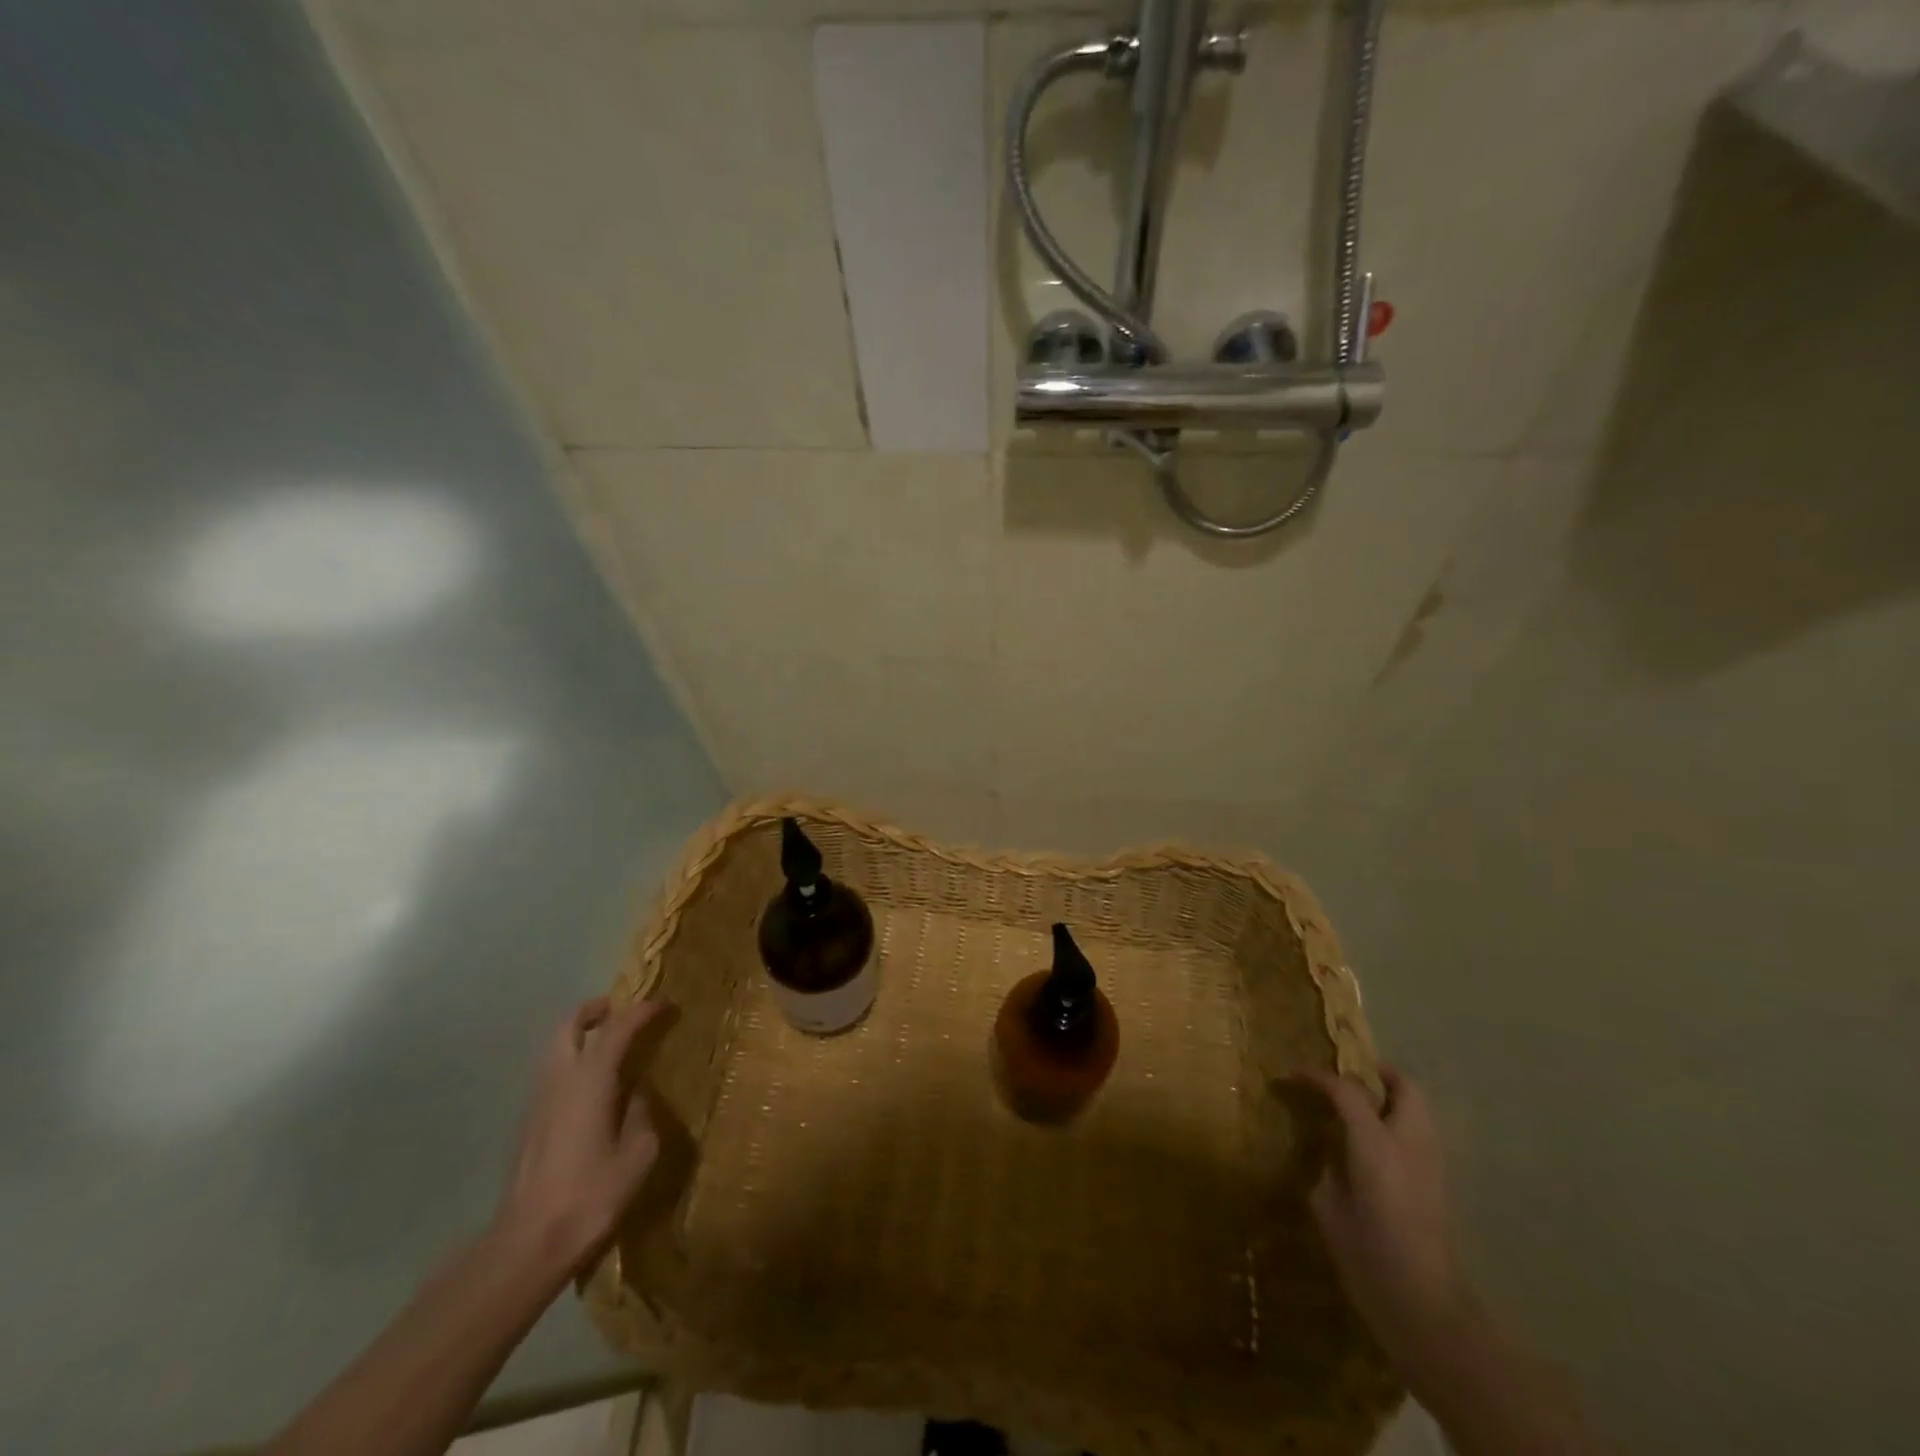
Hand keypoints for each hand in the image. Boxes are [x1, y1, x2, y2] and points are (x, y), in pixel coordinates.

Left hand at [492, 996, 666, 1277]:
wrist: (528, 1244)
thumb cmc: (590, 1195)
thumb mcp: (638, 1154)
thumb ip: (642, 1115)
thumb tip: (638, 1097)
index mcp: (590, 1080)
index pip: (618, 1028)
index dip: (643, 1011)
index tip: (665, 1004)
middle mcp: (560, 1080)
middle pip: (569, 1025)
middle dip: (596, 1010)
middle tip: (623, 1010)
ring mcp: (539, 1101)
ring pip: (556, 1048)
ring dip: (581, 1035)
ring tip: (611, 1044)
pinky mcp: (530, 1124)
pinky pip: (553, 1074)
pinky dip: (574, 1062)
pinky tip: (594, 1086)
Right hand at [1300, 1066, 1478, 1378]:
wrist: (1424, 1308)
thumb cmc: (1366, 1256)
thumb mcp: (1328, 1205)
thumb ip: (1327, 1164)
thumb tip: (1327, 1147)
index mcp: (1376, 1144)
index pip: (1345, 1090)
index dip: (1316, 1077)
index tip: (1291, 1076)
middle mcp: (1410, 1143)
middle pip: (1403, 1086)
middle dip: (1374, 1074)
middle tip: (1342, 1079)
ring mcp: (1431, 1162)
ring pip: (1416, 1108)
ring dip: (1389, 1097)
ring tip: (1355, 1108)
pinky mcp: (1439, 1183)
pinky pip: (1418, 1134)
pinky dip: (1396, 1124)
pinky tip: (1372, 1144)